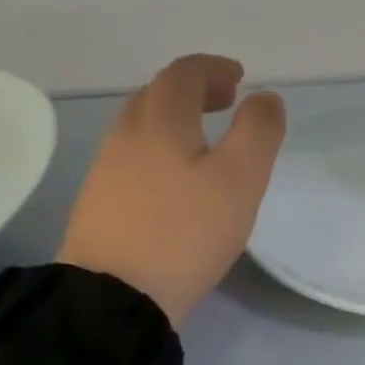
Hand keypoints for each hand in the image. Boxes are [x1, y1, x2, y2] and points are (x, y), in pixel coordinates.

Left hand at [57, 55, 285, 327]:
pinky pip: (132, 157)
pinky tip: (174, 181)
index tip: (239, 79)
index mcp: (160, 121)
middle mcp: (126, 135)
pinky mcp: (99, 202)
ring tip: (203, 141)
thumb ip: (258, 132)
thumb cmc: (185, 232)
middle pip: (157, 95)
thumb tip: (265, 99)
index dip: (214, 69)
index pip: (184, 74)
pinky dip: (159, 149)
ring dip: (174, 120)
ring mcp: (106, 169)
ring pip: (141, 127)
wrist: (114, 295)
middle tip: (225, 104)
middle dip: (193, 90)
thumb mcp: (240, 180)